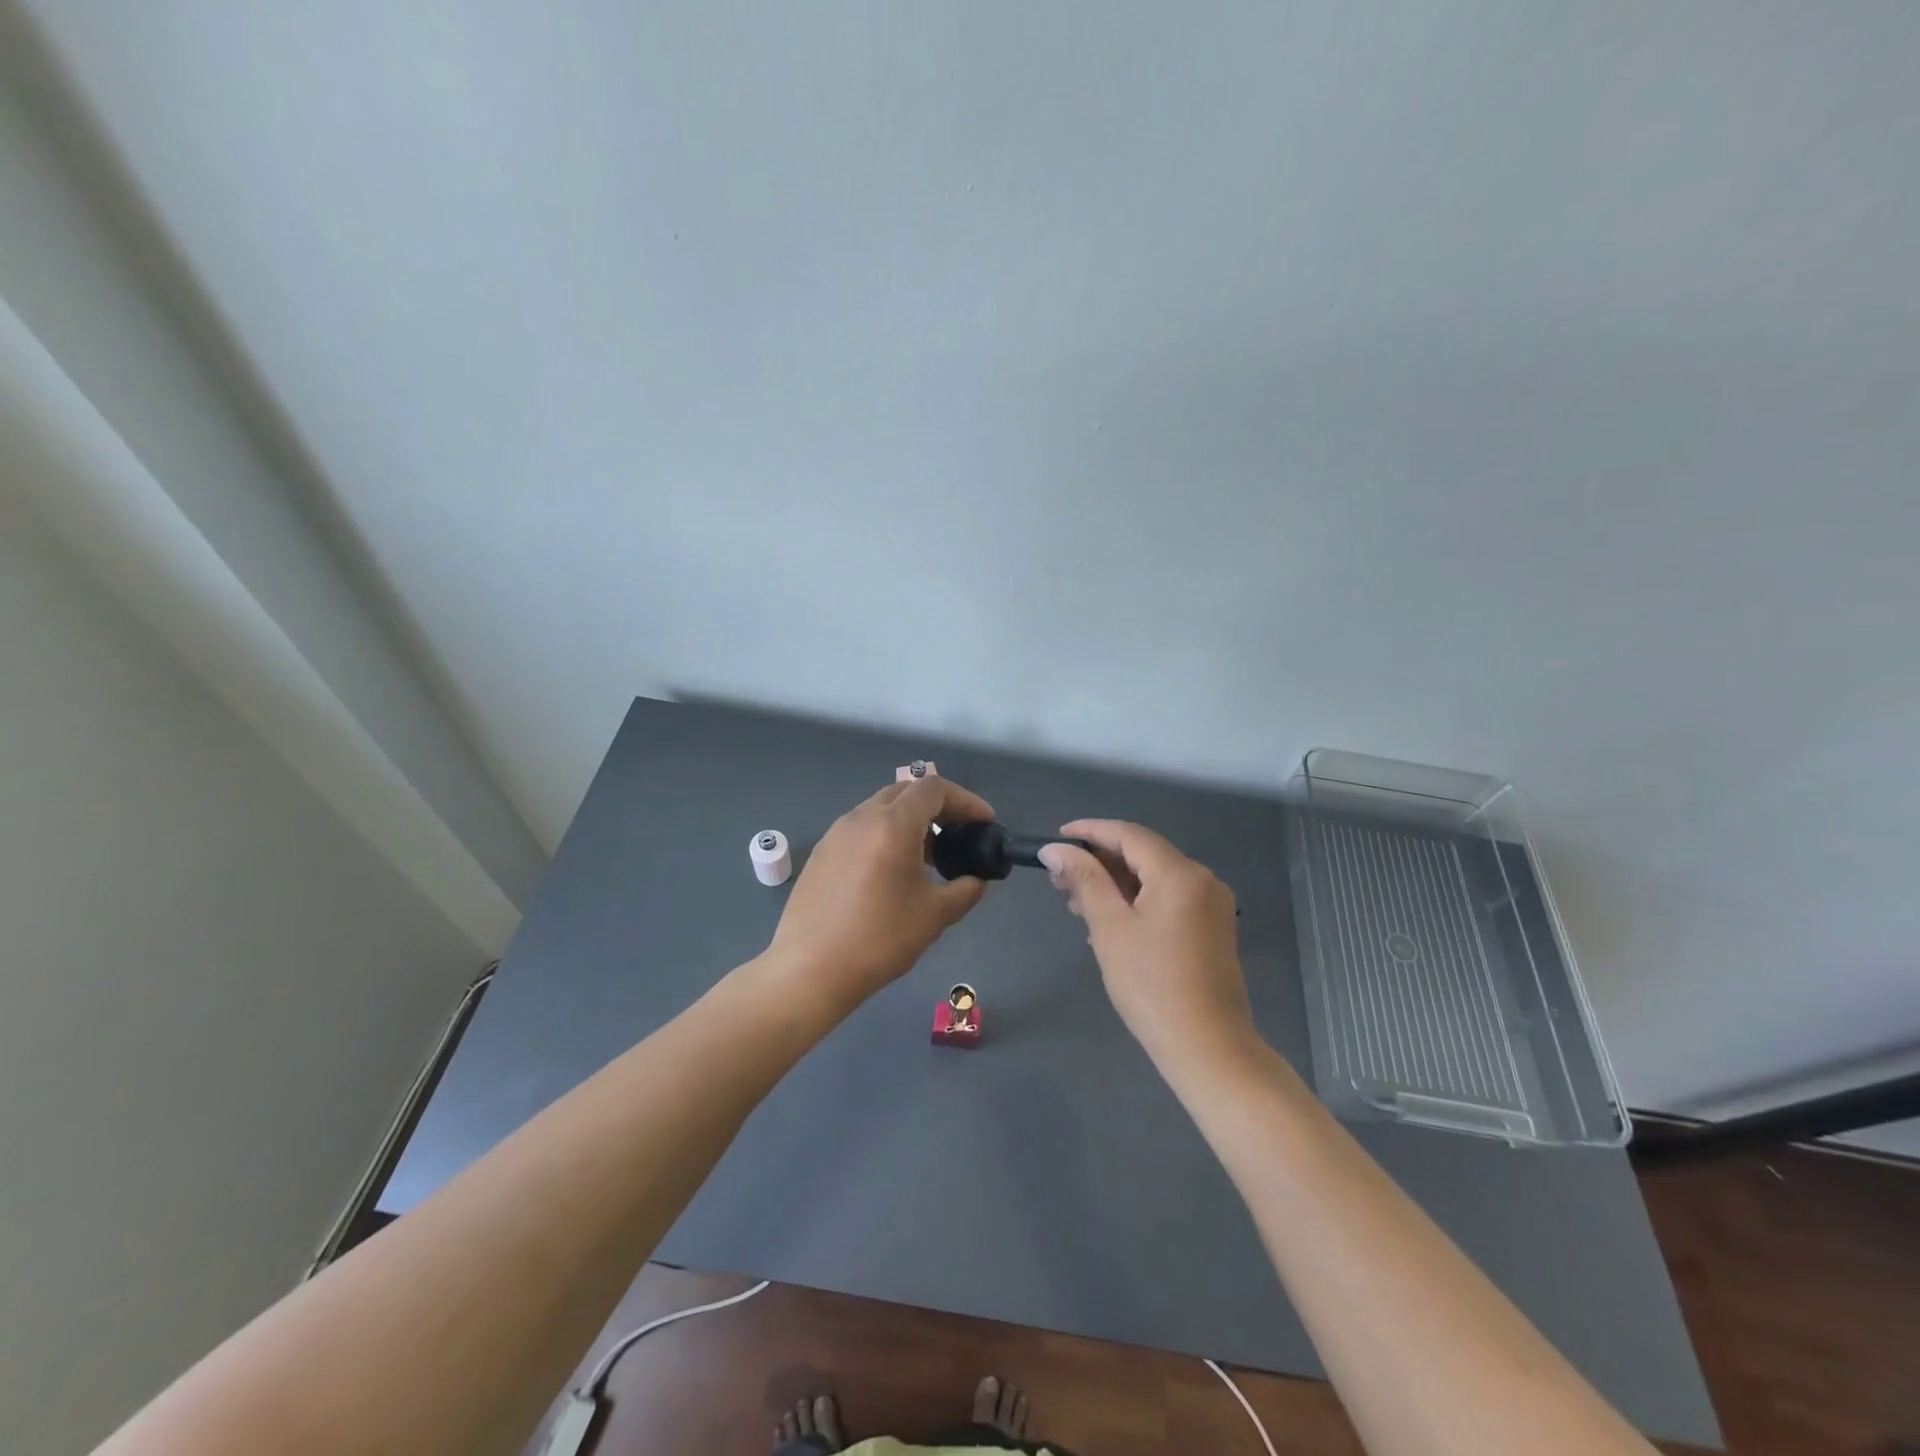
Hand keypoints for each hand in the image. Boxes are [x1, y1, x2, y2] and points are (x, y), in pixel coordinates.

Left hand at [766, 777, 995, 1009]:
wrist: (809, 970)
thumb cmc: (879, 939)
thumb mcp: (934, 915)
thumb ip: (965, 890)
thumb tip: (977, 880)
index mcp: (892, 825)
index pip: (934, 789)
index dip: (966, 800)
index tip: (984, 823)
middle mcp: (862, 817)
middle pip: (906, 791)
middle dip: (938, 806)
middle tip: (960, 834)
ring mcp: (836, 833)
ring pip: (881, 808)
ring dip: (910, 820)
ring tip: (929, 856)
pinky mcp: (821, 852)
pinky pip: (861, 828)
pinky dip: (886, 834)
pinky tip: (892, 871)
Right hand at [1038, 820, 1255, 1073]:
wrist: (1208, 1048)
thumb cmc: (1151, 985)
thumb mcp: (1110, 928)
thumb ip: (1084, 880)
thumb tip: (1056, 849)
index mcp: (1180, 873)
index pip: (1129, 834)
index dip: (1090, 831)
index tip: (1057, 837)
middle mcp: (1202, 880)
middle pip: (1143, 854)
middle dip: (1099, 861)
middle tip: (1059, 878)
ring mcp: (1211, 905)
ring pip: (1154, 878)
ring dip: (1115, 883)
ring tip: (1076, 902)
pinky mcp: (1212, 929)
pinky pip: (1168, 899)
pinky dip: (1136, 901)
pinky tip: (1109, 921)